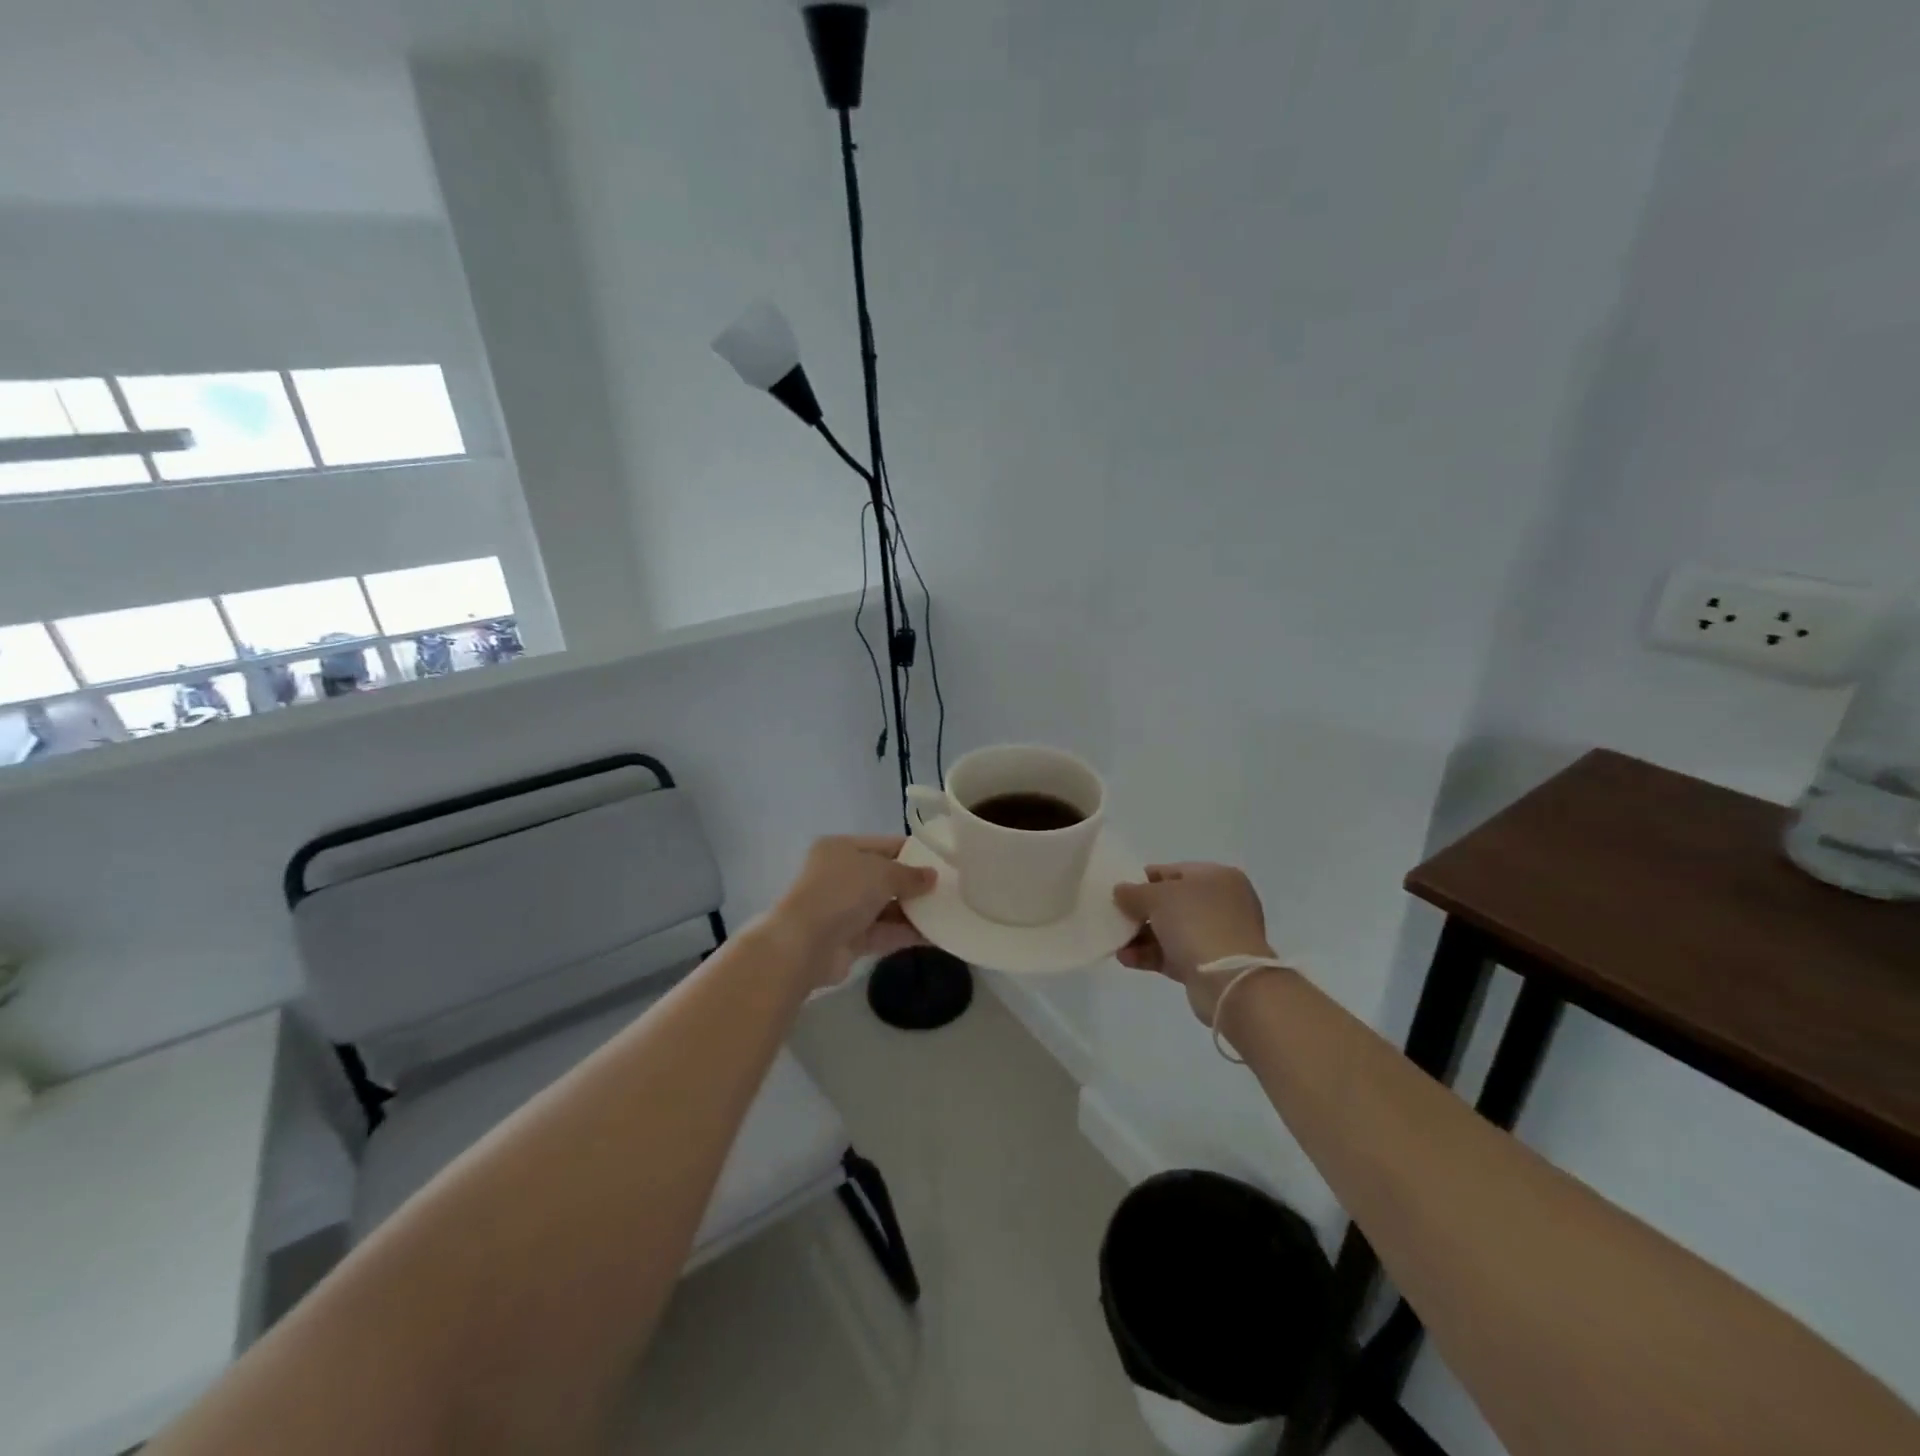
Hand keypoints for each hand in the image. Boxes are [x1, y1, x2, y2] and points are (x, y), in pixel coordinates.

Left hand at [766, 835, 936, 988]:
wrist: (804, 944)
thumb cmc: (842, 892)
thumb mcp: (882, 873)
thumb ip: (910, 875)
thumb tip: (932, 877)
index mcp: (842, 848)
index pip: (885, 845)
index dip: (914, 852)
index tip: (944, 861)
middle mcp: (841, 875)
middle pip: (886, 877)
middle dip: (916, 884)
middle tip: (951, 888)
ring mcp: (844, 909)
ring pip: (887, 906)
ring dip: (915, 910)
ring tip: (950, 912)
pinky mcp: (850, 939)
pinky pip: (885, 932)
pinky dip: (907, 932)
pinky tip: (937, 935)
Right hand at [1113, 863, 1274, 1024]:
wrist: (1228, 980)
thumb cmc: (1196, 922)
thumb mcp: (1158, 897)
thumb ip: (1134, 892)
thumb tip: (1121, 891)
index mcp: (1218, 877)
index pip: (1174, 871)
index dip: (1145, 879)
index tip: (1120, 891)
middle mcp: (1222, 903)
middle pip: (1172, 903)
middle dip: (1142, 911)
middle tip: (1116, 917)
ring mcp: (1218, 936)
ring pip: (1171, 931)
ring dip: (1142, 936)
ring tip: (1117, 942)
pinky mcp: (1210, 965)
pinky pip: (1174, 954)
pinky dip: (1150, 955)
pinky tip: (1126, 959)